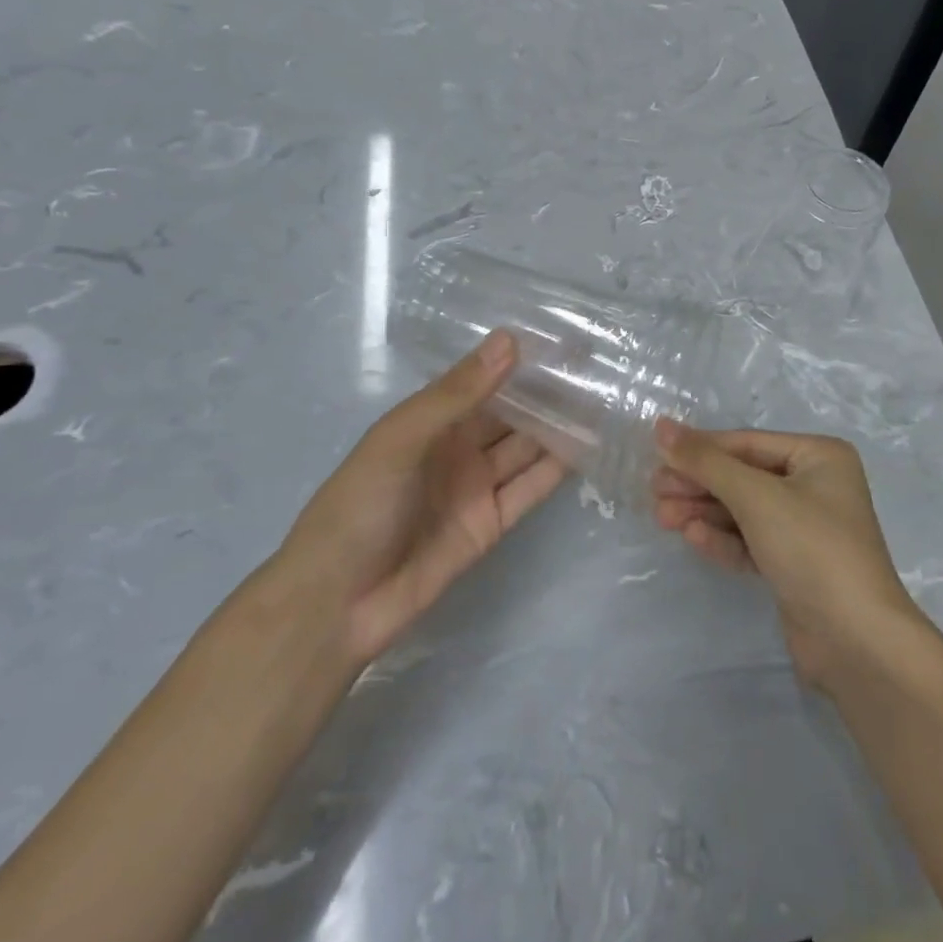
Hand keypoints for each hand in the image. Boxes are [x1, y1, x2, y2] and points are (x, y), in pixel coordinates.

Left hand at [278, 330, 566, 670]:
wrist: (336, 603)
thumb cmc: (360, 506)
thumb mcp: (401, 438)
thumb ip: (458, 393)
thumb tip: (511, 340)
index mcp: (430, 419)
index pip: (484, 379)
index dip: (519, 360)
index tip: (564, 338)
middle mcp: (457, 447)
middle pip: (511, 413)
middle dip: (548, 392)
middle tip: (599, 366)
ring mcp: (477, 486)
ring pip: (527, 447)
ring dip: (560, 426)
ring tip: (606, 400)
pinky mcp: (492, 523)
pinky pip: (530, 488)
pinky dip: (558, 468)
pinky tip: (591, 446)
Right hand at [652, 421, 922, 689]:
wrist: (857, 641)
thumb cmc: (812, 548)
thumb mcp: (756, 497)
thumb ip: (707, 462)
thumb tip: (662, 427)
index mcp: (819, 456)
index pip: (748, 444)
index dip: (701, 448)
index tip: (656, 453)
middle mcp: (816, 485)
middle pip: (744, 476)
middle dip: (700, 484)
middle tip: (655, 492)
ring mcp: (806, 528)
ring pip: (744, 510)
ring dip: (704, 512)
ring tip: (662, 517)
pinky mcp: (795, 565)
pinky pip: (751, 541)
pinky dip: (723, 539)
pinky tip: (693, 538)